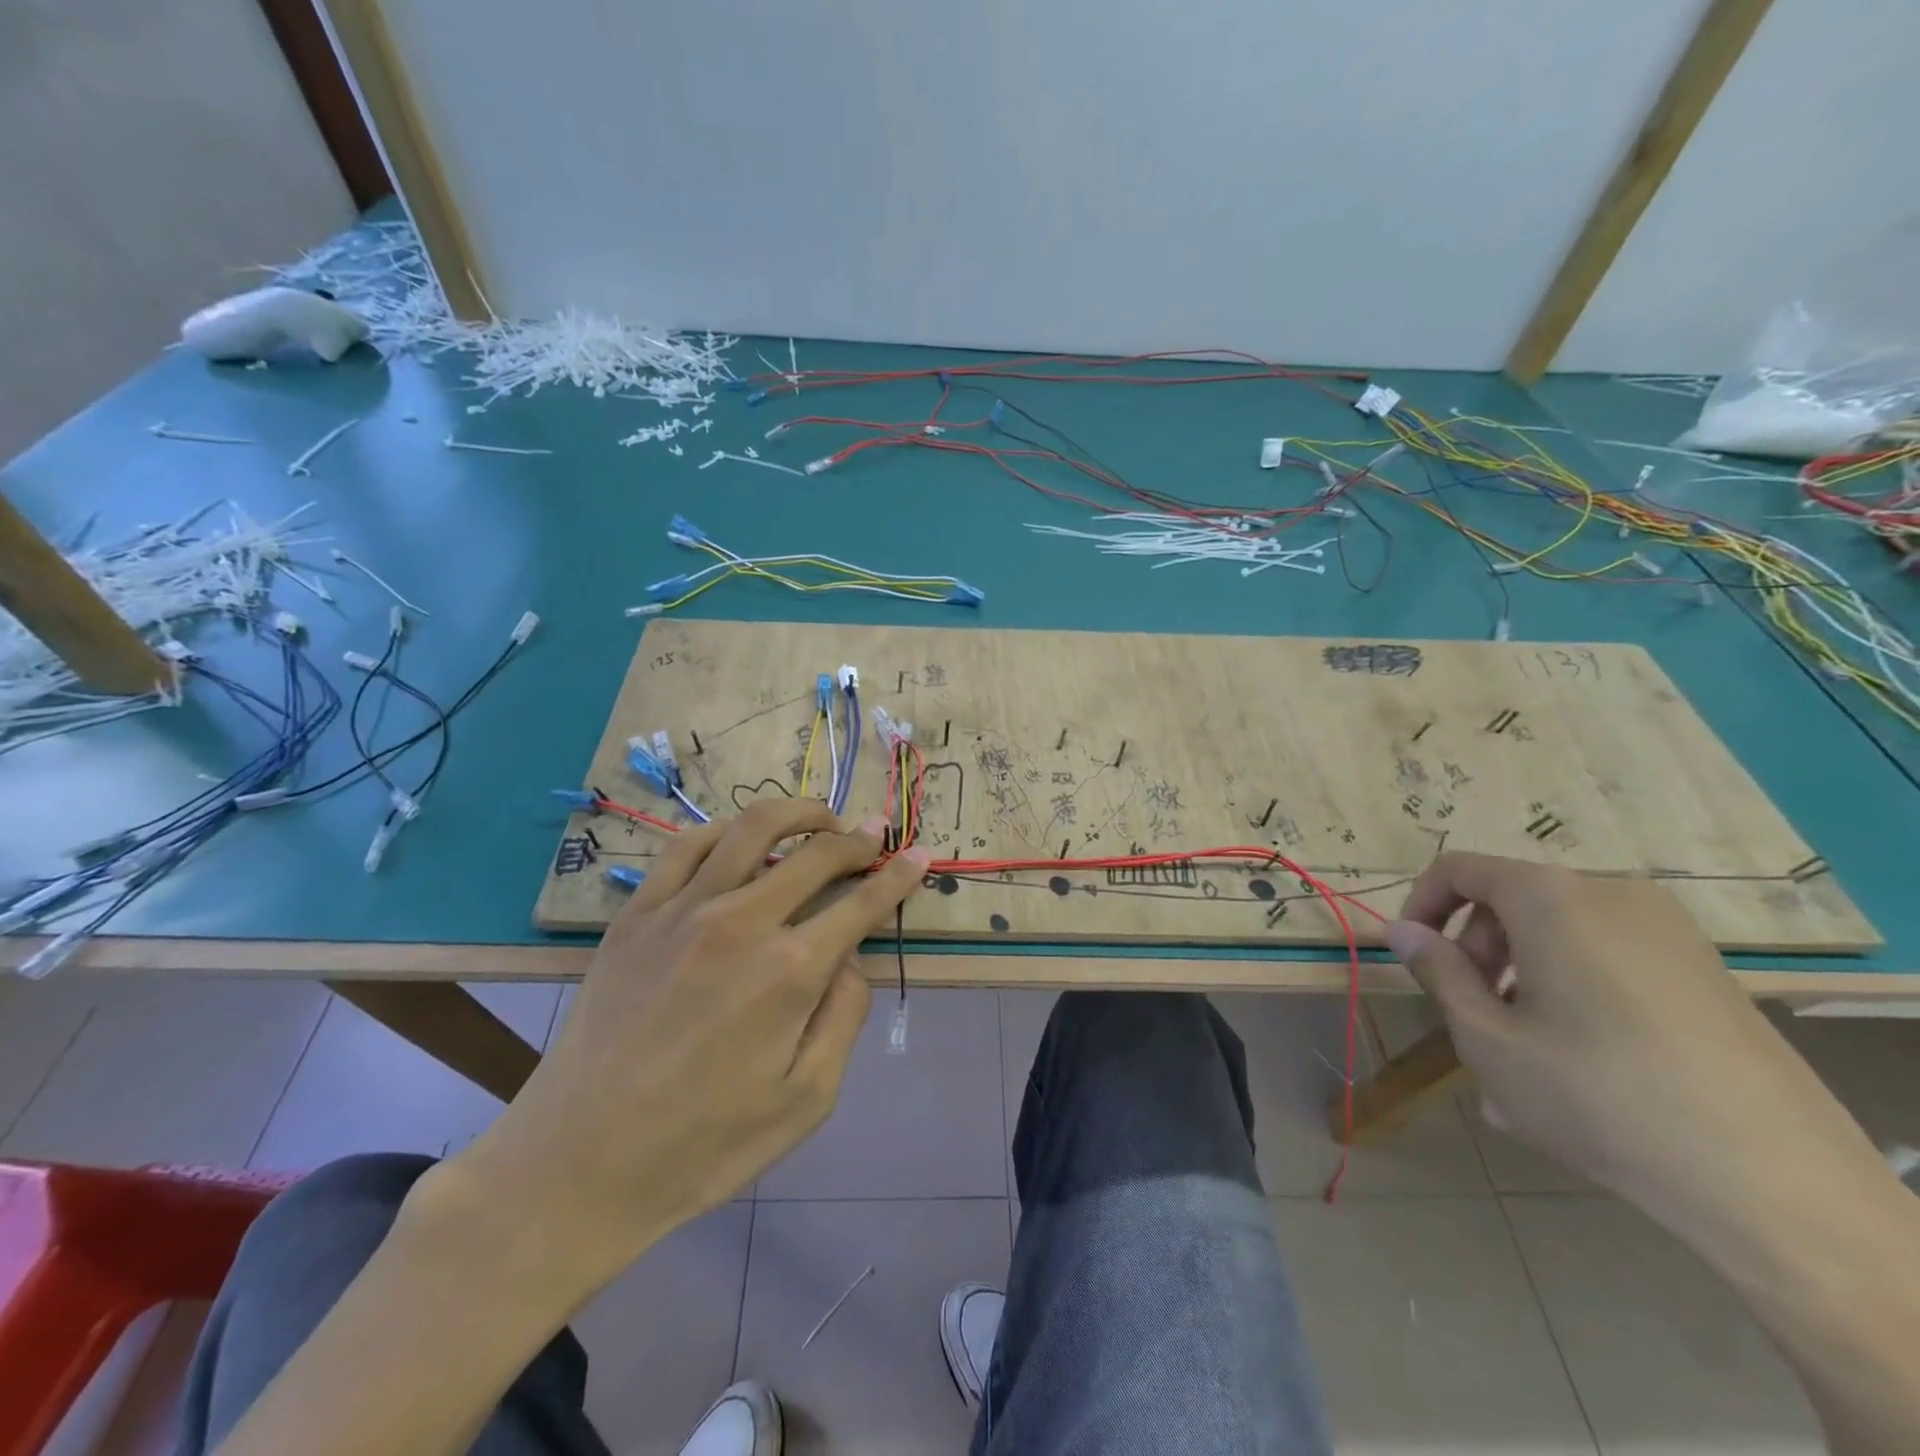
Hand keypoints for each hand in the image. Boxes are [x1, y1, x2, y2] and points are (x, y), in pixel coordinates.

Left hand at [453, 799, 929, 1274]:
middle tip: (876, 832)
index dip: (898, 876)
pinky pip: (687, 847)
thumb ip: (843, 1017)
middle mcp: (742, 922)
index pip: (862, 903)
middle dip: (857, 839)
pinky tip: (740, 839)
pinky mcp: (637, 914)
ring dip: (797, 813)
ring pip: (751, 829)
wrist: (578, 1164)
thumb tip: (851, 959)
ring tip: (819, 818)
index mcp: (791, 971)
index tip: (919, 855)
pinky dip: (725, 830)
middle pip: (816, 854)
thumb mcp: (806, 1100)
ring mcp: (683, 910)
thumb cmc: (704, 1145)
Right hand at [1385, 852, 1829, 1209]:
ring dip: (1523, 975)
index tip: (1413, 956)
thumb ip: (1437, 971)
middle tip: (1470, 1014)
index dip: (1422, 905)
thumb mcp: (1486, 1037)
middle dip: (1477, 950)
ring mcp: (1670, 933)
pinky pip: (1611, 960)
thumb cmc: (1595, 1094)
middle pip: (1513, 900)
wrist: (1773, 1183)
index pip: (1460, 870)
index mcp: (1551, 897)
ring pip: (1561, 934)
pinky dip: (1574, 989)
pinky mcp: (1709, 973)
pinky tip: (1577, 1062)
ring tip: (1519, 1052)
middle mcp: (1612, 895)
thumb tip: (1401, 930)